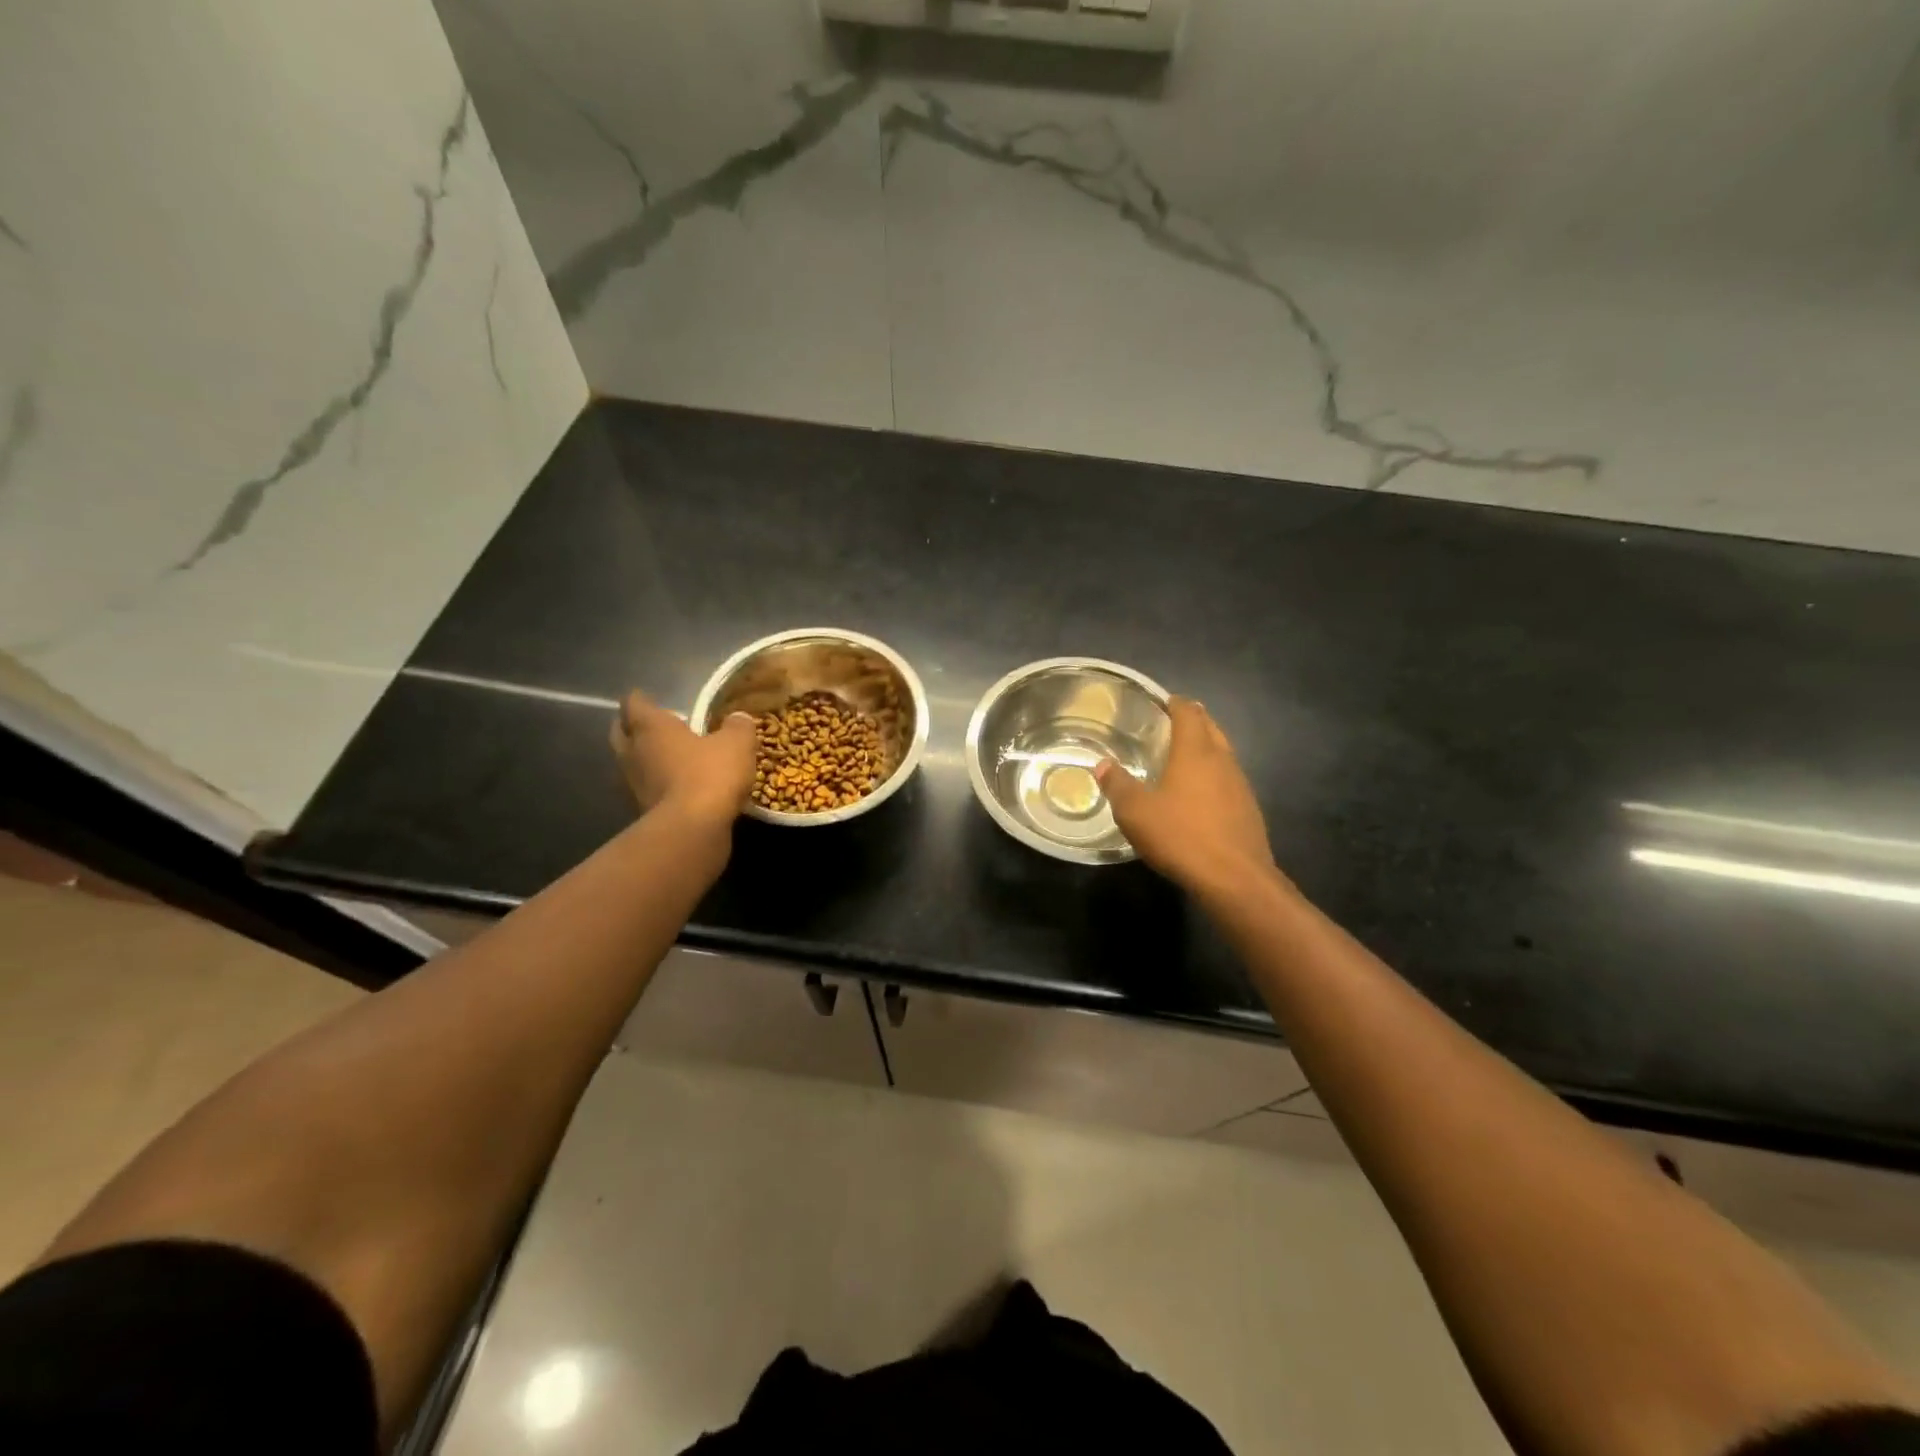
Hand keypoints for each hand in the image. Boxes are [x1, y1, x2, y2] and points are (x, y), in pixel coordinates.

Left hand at [609, 692, 755, 826]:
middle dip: (633, 728)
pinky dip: (655, 787)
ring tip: (666, 759)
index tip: (649, 698)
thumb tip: (738, 719)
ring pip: (630, 764)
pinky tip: (675, 788)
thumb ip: (738, 727)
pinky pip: (644, 790)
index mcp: (651, 728)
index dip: (640, 698)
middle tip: (654, 727)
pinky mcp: (639, 812)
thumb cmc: (710, 775)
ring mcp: (632, 785)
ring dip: (643, 760)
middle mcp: (633, 752)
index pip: (634, 703)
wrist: (692, 830)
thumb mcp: (737, 744)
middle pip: (621, 733)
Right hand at [1097, 697, 1278, 895]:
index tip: (1164, 701)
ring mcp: (1241, 786)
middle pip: (1211, 728)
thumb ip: (1118, 785)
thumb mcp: (1136, 812)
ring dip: (1206, 748)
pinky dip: (1214, 775)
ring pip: (1224, 754)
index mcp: (1195, 752)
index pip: (1189, 713)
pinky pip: (1229, 780)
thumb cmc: (1181, 836)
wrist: (1235, 879)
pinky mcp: (1248, 811)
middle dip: (1194, 720)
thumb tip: (1103, 765)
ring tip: (1184, 755)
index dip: (1176, 704)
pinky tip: (1200, 794)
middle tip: (1171, 723)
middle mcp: (1222, 761)